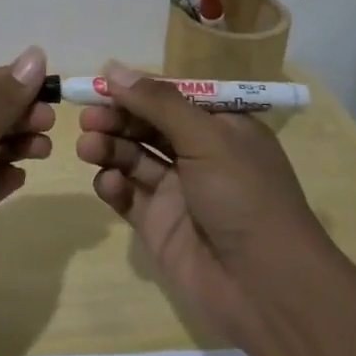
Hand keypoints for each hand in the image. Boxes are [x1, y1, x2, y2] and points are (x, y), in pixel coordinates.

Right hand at [76, 62, 329, 343]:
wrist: (266, 288)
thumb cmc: (245, 197)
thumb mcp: (207, 138)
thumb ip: (158, 102)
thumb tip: (112, 67)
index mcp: (221, 128)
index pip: (172, 98)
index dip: (137, 90)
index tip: (101, 84)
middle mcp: (199, 155)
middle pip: (147, 125)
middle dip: (117, 118)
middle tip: (89, 119)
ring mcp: (177, 191)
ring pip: (132, 157)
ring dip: (109, 147)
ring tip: (89, 147)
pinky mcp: (157, 224)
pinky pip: (127, 194)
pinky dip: (113, 185)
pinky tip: (109, 183)